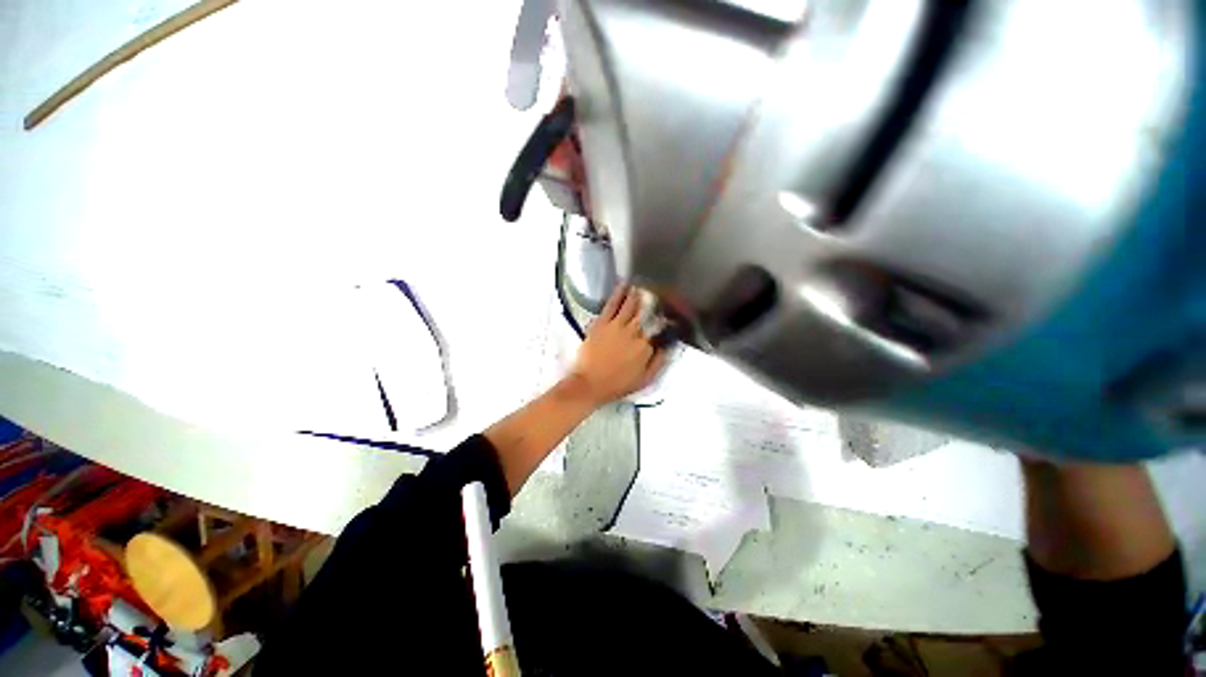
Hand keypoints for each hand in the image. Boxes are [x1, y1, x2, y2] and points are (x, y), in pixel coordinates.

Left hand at [568, 285, 666, 406]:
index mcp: (645, 347)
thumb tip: (667, 347)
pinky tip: (623, 286)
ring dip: (637, 295)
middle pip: (646, 313)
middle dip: (653, 302)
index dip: (665, 320)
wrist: (590, 384)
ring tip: (642, 286)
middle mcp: (634, 333)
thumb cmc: (618, 384)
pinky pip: (612, 305)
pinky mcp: (602, 323)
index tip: (668, 313)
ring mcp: (617, 326)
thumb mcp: (645, 380)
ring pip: (630, 306)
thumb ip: (658, 362)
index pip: (659, 328)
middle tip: (657, 293)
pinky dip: (618, 294)